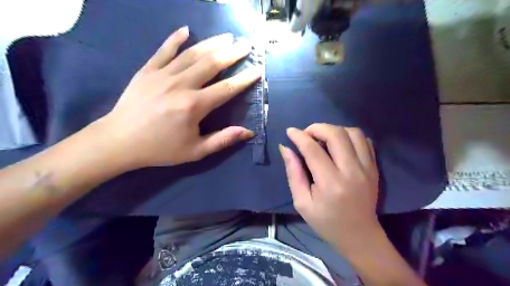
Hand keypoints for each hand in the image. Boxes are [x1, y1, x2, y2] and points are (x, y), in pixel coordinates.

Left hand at [97, 25, 260, 168]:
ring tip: (227, 37)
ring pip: (192, 54)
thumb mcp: (195, 151)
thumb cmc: (160, 149)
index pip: (226, 89)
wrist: (119, 141)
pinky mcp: (147, 70)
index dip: (244, 79)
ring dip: (212, 43)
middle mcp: (181, 85)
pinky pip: (163, 50)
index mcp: (194, 106)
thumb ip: (223, 140)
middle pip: (212, 64)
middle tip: (245, 46)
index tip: (257, 69)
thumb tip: (248, 133)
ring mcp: (162, 75)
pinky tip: (186, 30)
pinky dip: (175, 39)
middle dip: (232, 53)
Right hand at [279, 124, 377, 251]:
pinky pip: (365, 141)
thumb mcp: (302, 202)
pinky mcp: (374, 168)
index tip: (290, 131)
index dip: (299, 136)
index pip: (313, 149)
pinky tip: (340, 145)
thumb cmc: (326, 222)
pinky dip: (350, 136)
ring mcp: (367, 168)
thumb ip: (293, 173)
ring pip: (353, 133)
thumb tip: (285, 148)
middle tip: (306, 134)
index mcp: (330, 183)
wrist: (359, 235)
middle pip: (336, 134)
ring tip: (323, 138)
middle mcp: (351, 171)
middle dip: (317, 128)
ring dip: (334, 130)